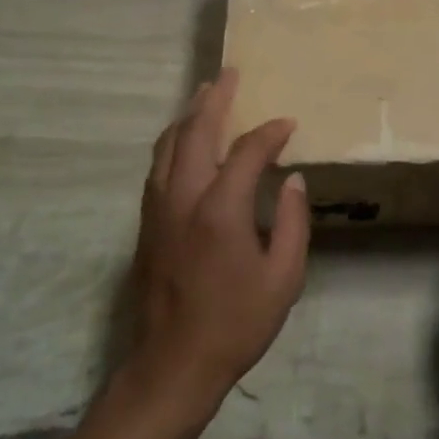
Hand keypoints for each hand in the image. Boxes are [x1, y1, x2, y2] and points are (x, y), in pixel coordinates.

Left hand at [126, 68, 309, 416]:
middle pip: (194, 133)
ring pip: (166, 147)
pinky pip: (157, 168)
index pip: (246, 152)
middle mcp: (182, 198)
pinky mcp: (146, 225)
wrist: (173, 365)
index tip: (289, 125)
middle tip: (229, 74)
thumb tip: (291, 179)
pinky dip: (172, 143)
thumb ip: (292, 222)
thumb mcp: (284, 277)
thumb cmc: (237, 322)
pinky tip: (183, 142)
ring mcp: (158, 210)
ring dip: (187, 116)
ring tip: (204, 95)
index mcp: (220, 210)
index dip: (270, 133)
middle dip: (214, 100)